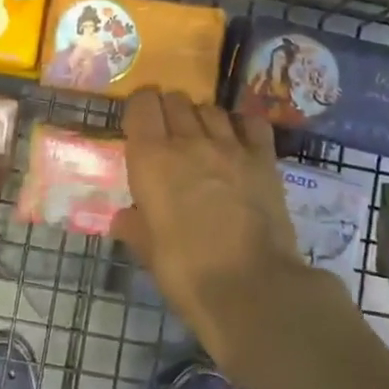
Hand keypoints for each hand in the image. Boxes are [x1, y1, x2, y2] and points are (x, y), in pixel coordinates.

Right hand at [113, 88, 345, 376]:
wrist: (251, 287)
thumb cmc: (186, 271)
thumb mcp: (147, 250)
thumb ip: (134, 225)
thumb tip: (124, 217)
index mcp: (150, 158)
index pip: (141, 104)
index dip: (139, 109)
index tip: (139, 124)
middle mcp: (188, 140)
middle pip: (175, 100)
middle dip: (168, 111)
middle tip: (168, 136)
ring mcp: (229, 146)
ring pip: (210, 108)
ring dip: (201, 118)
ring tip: (201, 140)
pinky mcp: (263, 158)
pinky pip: (250, 122)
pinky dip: (240, 125)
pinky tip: (237, 141)